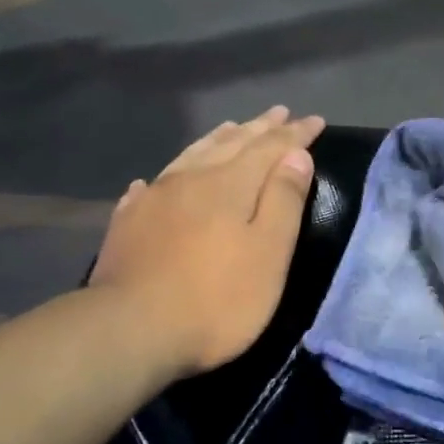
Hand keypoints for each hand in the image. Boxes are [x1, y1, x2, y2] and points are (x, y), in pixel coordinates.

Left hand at [91, 106, 324, 376]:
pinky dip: (166, 175)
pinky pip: (151, 186)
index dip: (294, 134)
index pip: (270, 147)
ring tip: (231, 127)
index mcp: (229, 184)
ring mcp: (154, 198)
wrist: (130, 329)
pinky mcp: (128, 223)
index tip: (315, 120)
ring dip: (217, 140)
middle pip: (231, 144)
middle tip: (278, 113)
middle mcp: (191, 179)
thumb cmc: (216, 299)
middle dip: (259, 128)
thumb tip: (296, 155)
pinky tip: (157, 179)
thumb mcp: (268, 253)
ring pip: (192, 156)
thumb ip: (283, 201)